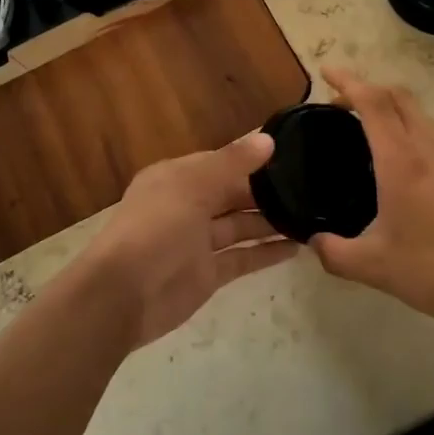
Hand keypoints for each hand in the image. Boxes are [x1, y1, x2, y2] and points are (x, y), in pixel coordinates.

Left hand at [75, 133, 298, 348]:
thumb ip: (232, 163)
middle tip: (311, 188)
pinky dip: (266, 253)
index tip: (292, 157)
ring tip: (312, 216)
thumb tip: (268, 139)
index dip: (253, 160)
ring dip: (271, 222)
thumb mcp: (192, 186)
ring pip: (240, 226)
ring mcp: (197, 242)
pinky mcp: (207, 274)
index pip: (221, 162)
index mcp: (177, 178)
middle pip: (232, 194)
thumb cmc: (155, 229)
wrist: (121, 296)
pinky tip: (297, 248)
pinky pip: (241, 258)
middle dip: (266, 192)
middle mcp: (187, 206)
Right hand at [311, 67, 433, 337]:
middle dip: (368, 88)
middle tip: (338, 101)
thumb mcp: (375, 267)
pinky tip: (392, 160)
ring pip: (418, 114)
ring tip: (362, 124)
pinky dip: (404, 128)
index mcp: (401, 162)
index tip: (325, 72)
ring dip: (389, 106)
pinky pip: (428, 135)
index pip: (373, 104)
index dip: (348, 82)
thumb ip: (335, 253)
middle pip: (399, 98)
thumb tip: (313, 241)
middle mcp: (426, 151)